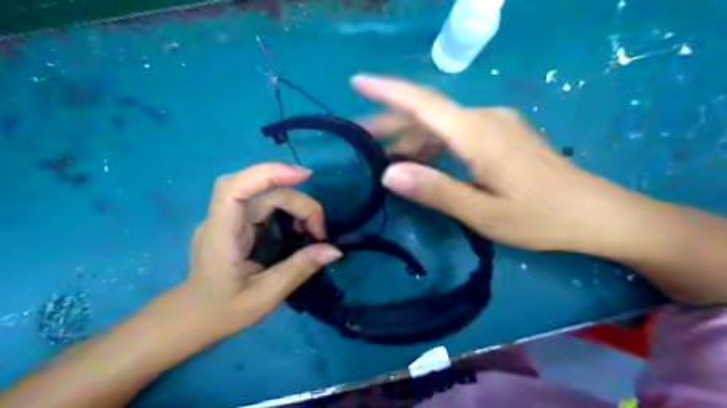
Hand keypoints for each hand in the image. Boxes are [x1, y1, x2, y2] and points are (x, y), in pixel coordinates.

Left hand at [153, 162, 340, 340]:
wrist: (191, 319)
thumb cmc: (222, 311)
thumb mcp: (265, 296)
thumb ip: (299, 269)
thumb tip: (334, 250)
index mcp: (221, 234)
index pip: (235, 187)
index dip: (268, 173)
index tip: (304, 176)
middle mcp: (223, 219)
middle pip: (264, 193)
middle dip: (299, 204)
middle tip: (320, 233)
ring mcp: (230, 220)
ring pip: (268, 198)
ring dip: (297, 208)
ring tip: (314, 233)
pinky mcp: (238, 225)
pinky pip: (267, 208)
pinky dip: (289, 214)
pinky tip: (300, 231)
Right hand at [353, 72, 647, 251]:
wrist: (594, 213)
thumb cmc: (540, 217)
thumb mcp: (483, 213)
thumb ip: (436, 190)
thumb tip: (388, 174)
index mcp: (478, 134)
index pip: (424, 103)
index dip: (388, 90)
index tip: (358, 82)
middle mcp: (485, 119)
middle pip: (429, 112)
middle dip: (392, 122)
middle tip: (362, 137)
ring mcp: (496, 124)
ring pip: (442, 123)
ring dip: (413, 136)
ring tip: (386, 156)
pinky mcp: (502, 134)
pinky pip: (457, 131)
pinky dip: (434, 143)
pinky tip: (423, 160)